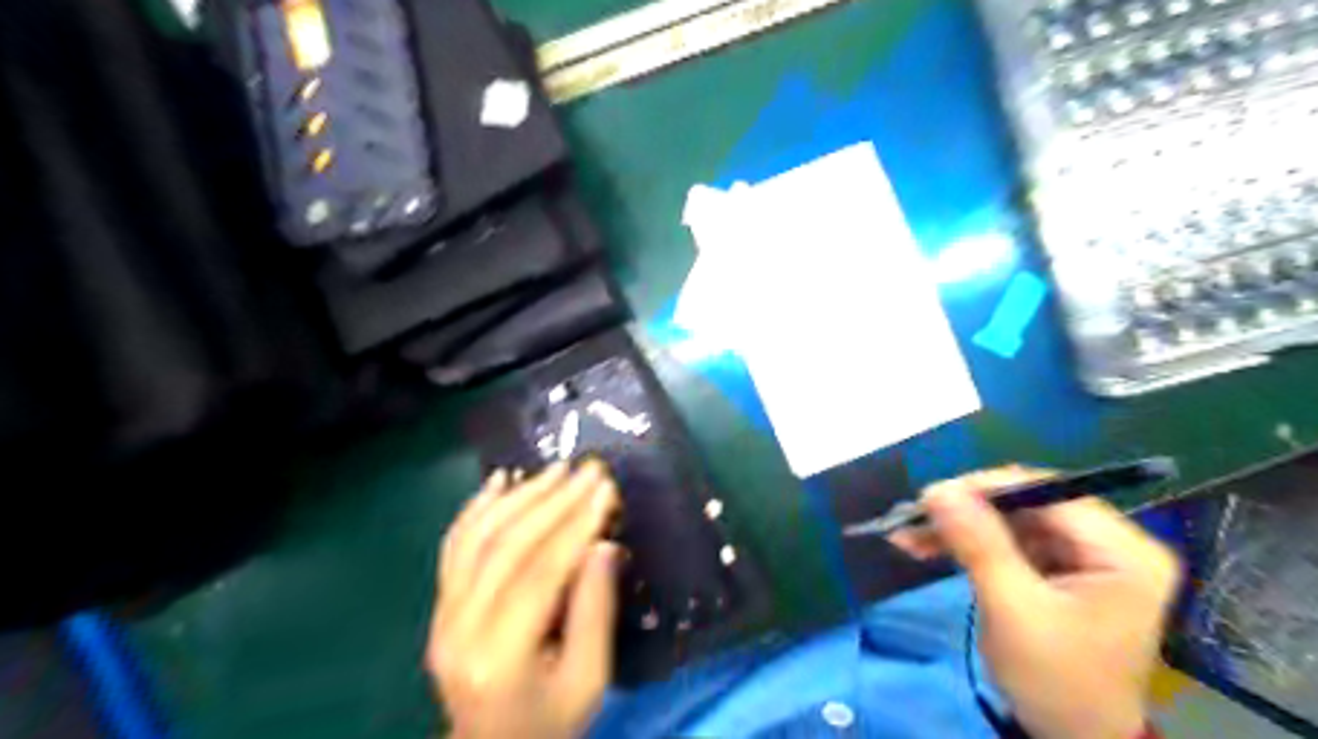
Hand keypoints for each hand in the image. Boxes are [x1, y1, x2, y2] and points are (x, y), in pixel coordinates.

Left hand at [427, 461, 624, 738]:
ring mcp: (442, 615)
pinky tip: (500, 481)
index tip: (606, 488)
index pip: (541, 572)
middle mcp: (459, 629)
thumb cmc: (549, 725)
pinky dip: (477, 508)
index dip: (576, 525)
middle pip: (508, 546)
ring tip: (556, 469)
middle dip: (553, 500)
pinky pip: (454, 547)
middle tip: (589, 469)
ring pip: (478, 537)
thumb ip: (595, 611)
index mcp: (500, 657)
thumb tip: (602, 544)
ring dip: (520, 496)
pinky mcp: (440, 607)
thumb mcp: (589, 681)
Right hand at [889, 470, 1178, 736]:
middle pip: (1026, 504)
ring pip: (1008, 520)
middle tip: (914, 517)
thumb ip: (978, 544)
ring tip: (909, 535)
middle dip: (966, 511)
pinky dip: (966, 543)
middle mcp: (1110, 543)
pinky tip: (926, 546)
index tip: (932, 497)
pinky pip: (1005, 540)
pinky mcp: (1056, 568)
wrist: (1072, 738)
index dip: (987, 488)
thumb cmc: (1055, 680)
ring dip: (957, 527)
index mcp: (1124, 552)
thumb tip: (938, 489)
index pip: (1049, 493)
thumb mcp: (1013, 609)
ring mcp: (1082, 555)